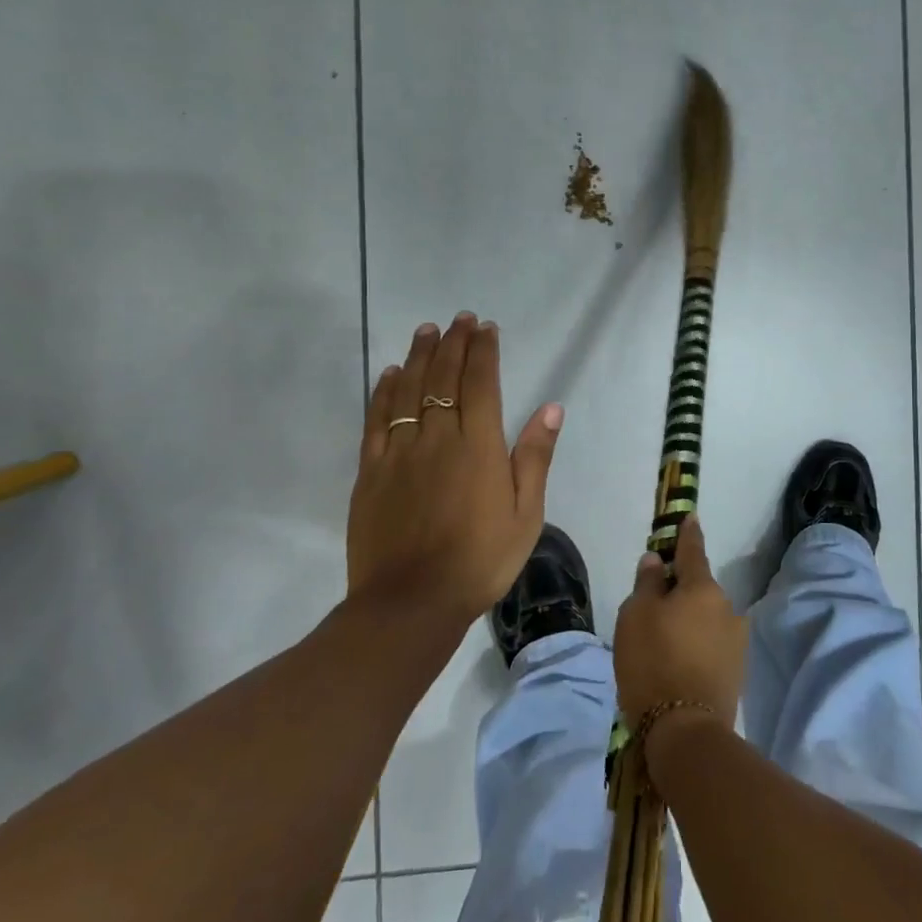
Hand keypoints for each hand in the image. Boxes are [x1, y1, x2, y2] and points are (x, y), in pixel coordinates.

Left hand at [347, 313, 562, 628]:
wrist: (411, 602)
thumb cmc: (480, 561)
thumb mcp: (525, 515)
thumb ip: (534, 457)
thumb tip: (550, 407)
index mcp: (478, 446)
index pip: (481, 383)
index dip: (483, 351)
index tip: (486, 328)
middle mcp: (437, 437)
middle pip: (444, 377)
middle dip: (454, 343)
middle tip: (459, 319)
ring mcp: (399, 451)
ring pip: (408, 390)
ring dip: (420, 356)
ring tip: (427, 331)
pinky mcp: (371, 471)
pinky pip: (377, 419)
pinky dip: (385, 391)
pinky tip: (391, 373)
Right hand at [614, 515, 744, 731]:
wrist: (685, 730)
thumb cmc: (653, 662)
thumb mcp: (635, 616)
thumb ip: (648, 583)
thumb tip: (657, 561)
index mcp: (703, 588)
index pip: (693, 550)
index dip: (687, 533)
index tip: (689, 516)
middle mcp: (727, 608)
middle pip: (699, 588)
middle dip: (681, 590)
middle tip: (653, 604)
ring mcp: (736, 641)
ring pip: (706, 618)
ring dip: (688, 620)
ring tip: (661, 642)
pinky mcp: (736, 671)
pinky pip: (711, 644)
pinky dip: (695, 644)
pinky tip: (676, 662)